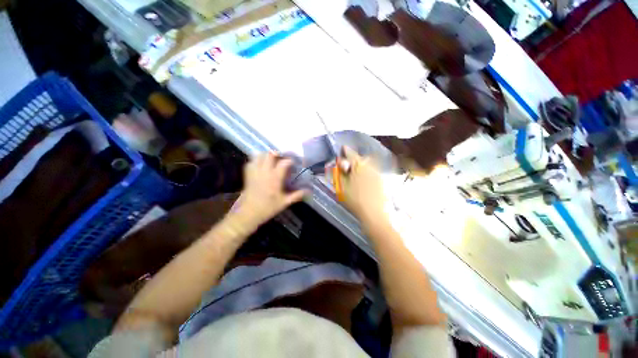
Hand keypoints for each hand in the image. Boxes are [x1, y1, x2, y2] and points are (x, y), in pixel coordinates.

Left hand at [234, 152, 305, 228]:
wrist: (248, 213)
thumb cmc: (268, 208)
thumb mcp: (284, 203)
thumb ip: (297, 195)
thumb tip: (309, 191)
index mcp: (275, 178)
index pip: (284, 163)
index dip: (290, 161)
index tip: (293, 163)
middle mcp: (265, 172)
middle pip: (270, 154)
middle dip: (277, 154)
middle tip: (282, 158)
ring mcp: (255, 172)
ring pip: (259, 155)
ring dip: (266, 155)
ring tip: (272, 159)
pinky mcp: (248, 174)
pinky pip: (251, 162)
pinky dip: (256, 160)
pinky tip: (261, 165)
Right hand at [336, 147, 387, 221]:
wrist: (374, 213)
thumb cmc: (355, 200)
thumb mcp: (342, 186)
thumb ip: (340, 173)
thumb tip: (340, 163)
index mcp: (359, 166)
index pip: (351, 154)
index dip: (346, 151)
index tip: (343, 148)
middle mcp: (370, 166)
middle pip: (361, 158)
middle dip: (354, 158)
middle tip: (348, 163)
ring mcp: (377, 173)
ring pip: (368, 164)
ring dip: (361, 164)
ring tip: (356, 170)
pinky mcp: (382, 180)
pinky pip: (373, 170)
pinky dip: (367, 171)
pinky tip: (364, 178)